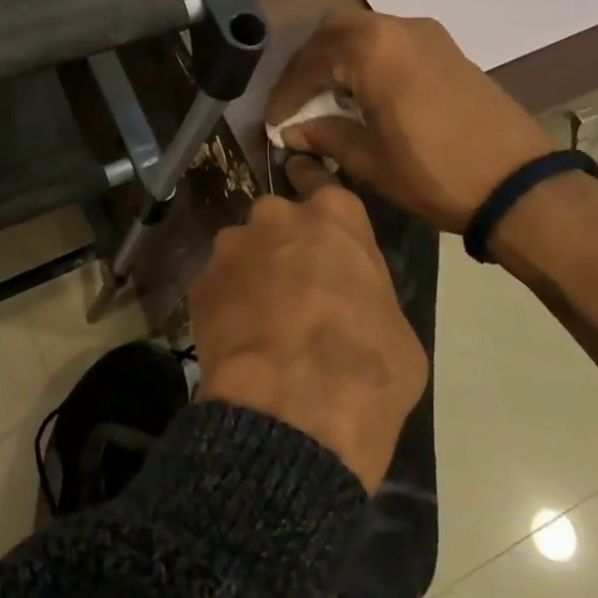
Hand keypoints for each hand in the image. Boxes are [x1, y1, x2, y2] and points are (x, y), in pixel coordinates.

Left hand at [190, 160, 426, 491]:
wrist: (291, 413)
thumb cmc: (366, 370)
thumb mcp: (398, 329)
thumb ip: (366, 292)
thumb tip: (351, 300)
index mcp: (334, 217)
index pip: (322, 184)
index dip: (319, 201)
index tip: (316, 219)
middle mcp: (276, 217)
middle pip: (279, 219)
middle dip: (285, 244)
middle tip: (296, 287)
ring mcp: (231, 247)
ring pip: (244, 250)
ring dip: (253, 273)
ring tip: (263, 320)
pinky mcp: (199, 283)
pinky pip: (218, 285)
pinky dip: (227, 304)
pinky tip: (239, 339)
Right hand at [266, 12, 552, 233]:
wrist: (520, 185)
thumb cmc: (435, 173)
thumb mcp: (370, 160)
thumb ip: (325, 135)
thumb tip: (293, 130)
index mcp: (373, 49)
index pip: (311, 61)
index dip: (286, 92)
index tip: (274, 121)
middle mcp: (398, 27)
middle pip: (335, 31)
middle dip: (309, 64)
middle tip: (297, 100)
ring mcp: (427, 35)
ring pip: (364, 32)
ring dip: (338, 59)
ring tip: (326, 99)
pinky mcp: (447, 49)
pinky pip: (391, 42)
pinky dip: (367, 60)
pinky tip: (363, 95)